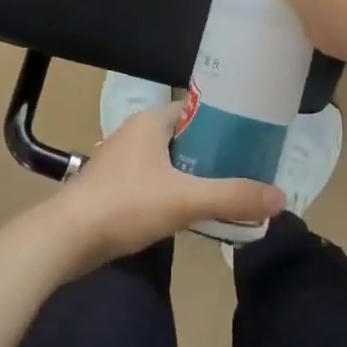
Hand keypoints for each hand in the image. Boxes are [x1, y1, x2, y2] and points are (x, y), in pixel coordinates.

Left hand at [56, 106, 283, 272]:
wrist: (66, 238)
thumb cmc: (126, 204)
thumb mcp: (186, 200)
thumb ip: (232, 197)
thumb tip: (280, 197)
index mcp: (150, 121)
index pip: (195, 108)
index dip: (224, 121)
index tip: (251, 138)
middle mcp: (134, 133)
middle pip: (184, 136)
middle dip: (213, 151)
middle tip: (245, 169)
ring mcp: (120, 160)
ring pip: (168, 161)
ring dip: (193, 174)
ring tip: (225, 190)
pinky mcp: (112, 187)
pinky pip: (153, 181)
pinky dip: (173, 190)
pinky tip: (189, 212)